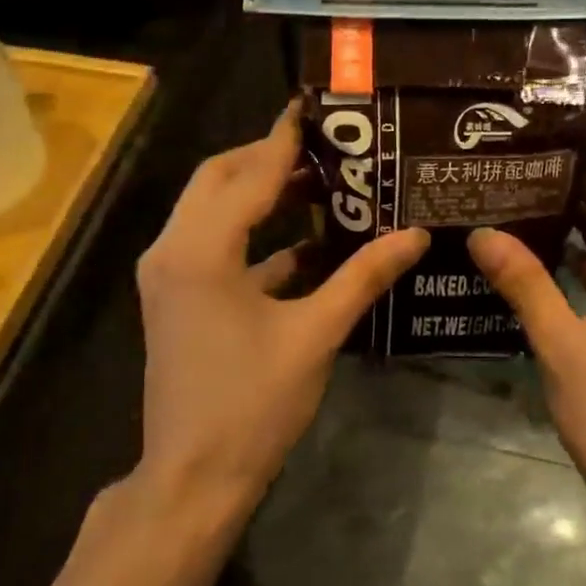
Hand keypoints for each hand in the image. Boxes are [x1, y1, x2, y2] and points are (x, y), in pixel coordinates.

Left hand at [136, 101, 428, 518]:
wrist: (193, 478)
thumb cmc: (253, 405)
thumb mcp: (315, 335)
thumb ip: (363, 277)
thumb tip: (415, 235)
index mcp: (200, 250)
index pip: (248, 173)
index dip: (284, 138)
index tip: (316, 107)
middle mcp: (173, 250)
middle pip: (220, 179)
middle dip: (269, 158)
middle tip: (328, 149)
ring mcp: (170, 276)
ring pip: (213, 211)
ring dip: (261, 195)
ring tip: (323, 185)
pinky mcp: (177, 298)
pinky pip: (215, 246)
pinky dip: (256, 237)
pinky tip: (308, 245)